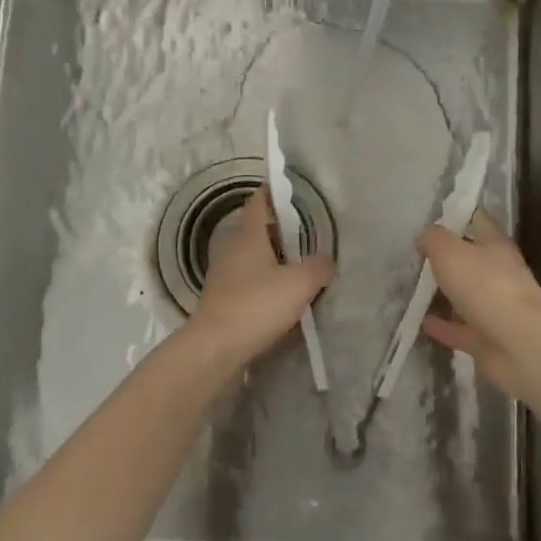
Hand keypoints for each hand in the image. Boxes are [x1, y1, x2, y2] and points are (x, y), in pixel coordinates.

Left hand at [190, 187, 334, 368]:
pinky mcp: (223, 301)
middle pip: (259, 230)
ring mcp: (224, 276)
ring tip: (303, 267)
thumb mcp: (299, 283)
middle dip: (283, 230)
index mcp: (249, 236)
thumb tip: (326, 261)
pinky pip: (250, 282)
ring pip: (254, 258)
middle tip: (311, 234)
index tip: (294, 190)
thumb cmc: (256, 306)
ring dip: (275, 259)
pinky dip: (267, 283)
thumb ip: (318, 267)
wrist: (215, 349)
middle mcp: (232, 249)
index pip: (260, 202)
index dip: (275, 192)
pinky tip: (285, 298)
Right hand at [418, 209, 540, 396]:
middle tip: (421, 253)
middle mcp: (500, 274)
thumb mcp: (451, 252)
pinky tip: (423, 323)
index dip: (461, 213)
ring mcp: (497, 309)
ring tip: (418, 288)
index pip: (479, 220)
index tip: (438, 212)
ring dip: (448, 293)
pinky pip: (462, 329)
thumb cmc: (486, 287)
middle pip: (474, 260)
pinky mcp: (489, 340)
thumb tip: (425, 235)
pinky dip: (445, 326)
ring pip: (468, 296)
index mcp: (496, 246)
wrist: (519, 345)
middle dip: (451, 256)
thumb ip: (435, 240)